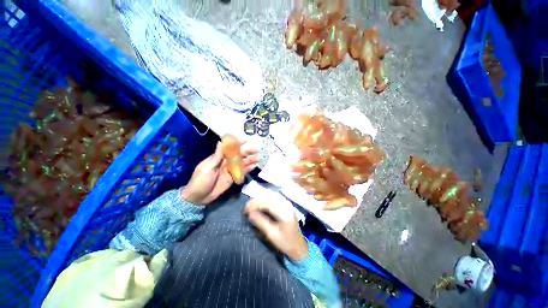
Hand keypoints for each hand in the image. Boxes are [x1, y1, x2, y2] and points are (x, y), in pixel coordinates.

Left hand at [181, 141, 258, 204]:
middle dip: (247, 152)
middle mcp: (225, 162)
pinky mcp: (232, 178)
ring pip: (241, 163)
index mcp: (218, 158)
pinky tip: (254, 166)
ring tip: (258, 158)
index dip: (238, 144)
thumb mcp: (207, 168)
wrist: (198, 198)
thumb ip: (217, 156)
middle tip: (256, 149)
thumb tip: (221, 141)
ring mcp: (229, 170)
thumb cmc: (200, 180)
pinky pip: (241, 172)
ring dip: (249, 160)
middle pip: (238, 155)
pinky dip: (248, 169)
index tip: (247, 140)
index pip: (230, 148)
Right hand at [245, 197, 307, 260]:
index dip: (256, 204)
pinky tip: (261, 201)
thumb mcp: (272, 235)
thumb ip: (261, 222)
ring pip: (273, 195)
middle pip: (271, 197)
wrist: (298, 245)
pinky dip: (267, 197)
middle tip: (247, 206)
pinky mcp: (287, 204)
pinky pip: (276, 196)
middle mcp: (287, 205)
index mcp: (285, 213)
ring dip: (262, 197)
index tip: (246, 209)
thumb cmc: (286, 242)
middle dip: (258, 199)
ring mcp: (288, 203)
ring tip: (253, 203)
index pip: (268, 203)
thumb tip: (250, 214)